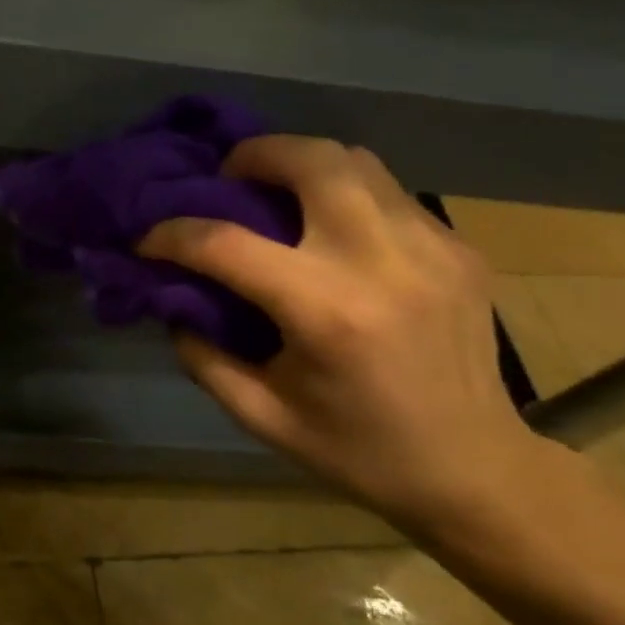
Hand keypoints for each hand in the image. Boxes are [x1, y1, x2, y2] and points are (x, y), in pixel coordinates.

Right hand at [140, 136, 547, 534]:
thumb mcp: (260, 416)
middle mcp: (380, 263)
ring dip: (301, 165)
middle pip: (311, 161)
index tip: (149, 239)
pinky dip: (344, 194)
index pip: (227, 243)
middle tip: (228, 179)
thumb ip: (203, 354)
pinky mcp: (457, 248)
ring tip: (276, 194)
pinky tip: (332, 232)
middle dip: (254, 155)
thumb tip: (173, 300)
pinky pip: (387, 191)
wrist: (475, 469)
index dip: (173, 235)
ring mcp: (430, 247)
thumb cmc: (358, 451)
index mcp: (326, 313)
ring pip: (354, 161)